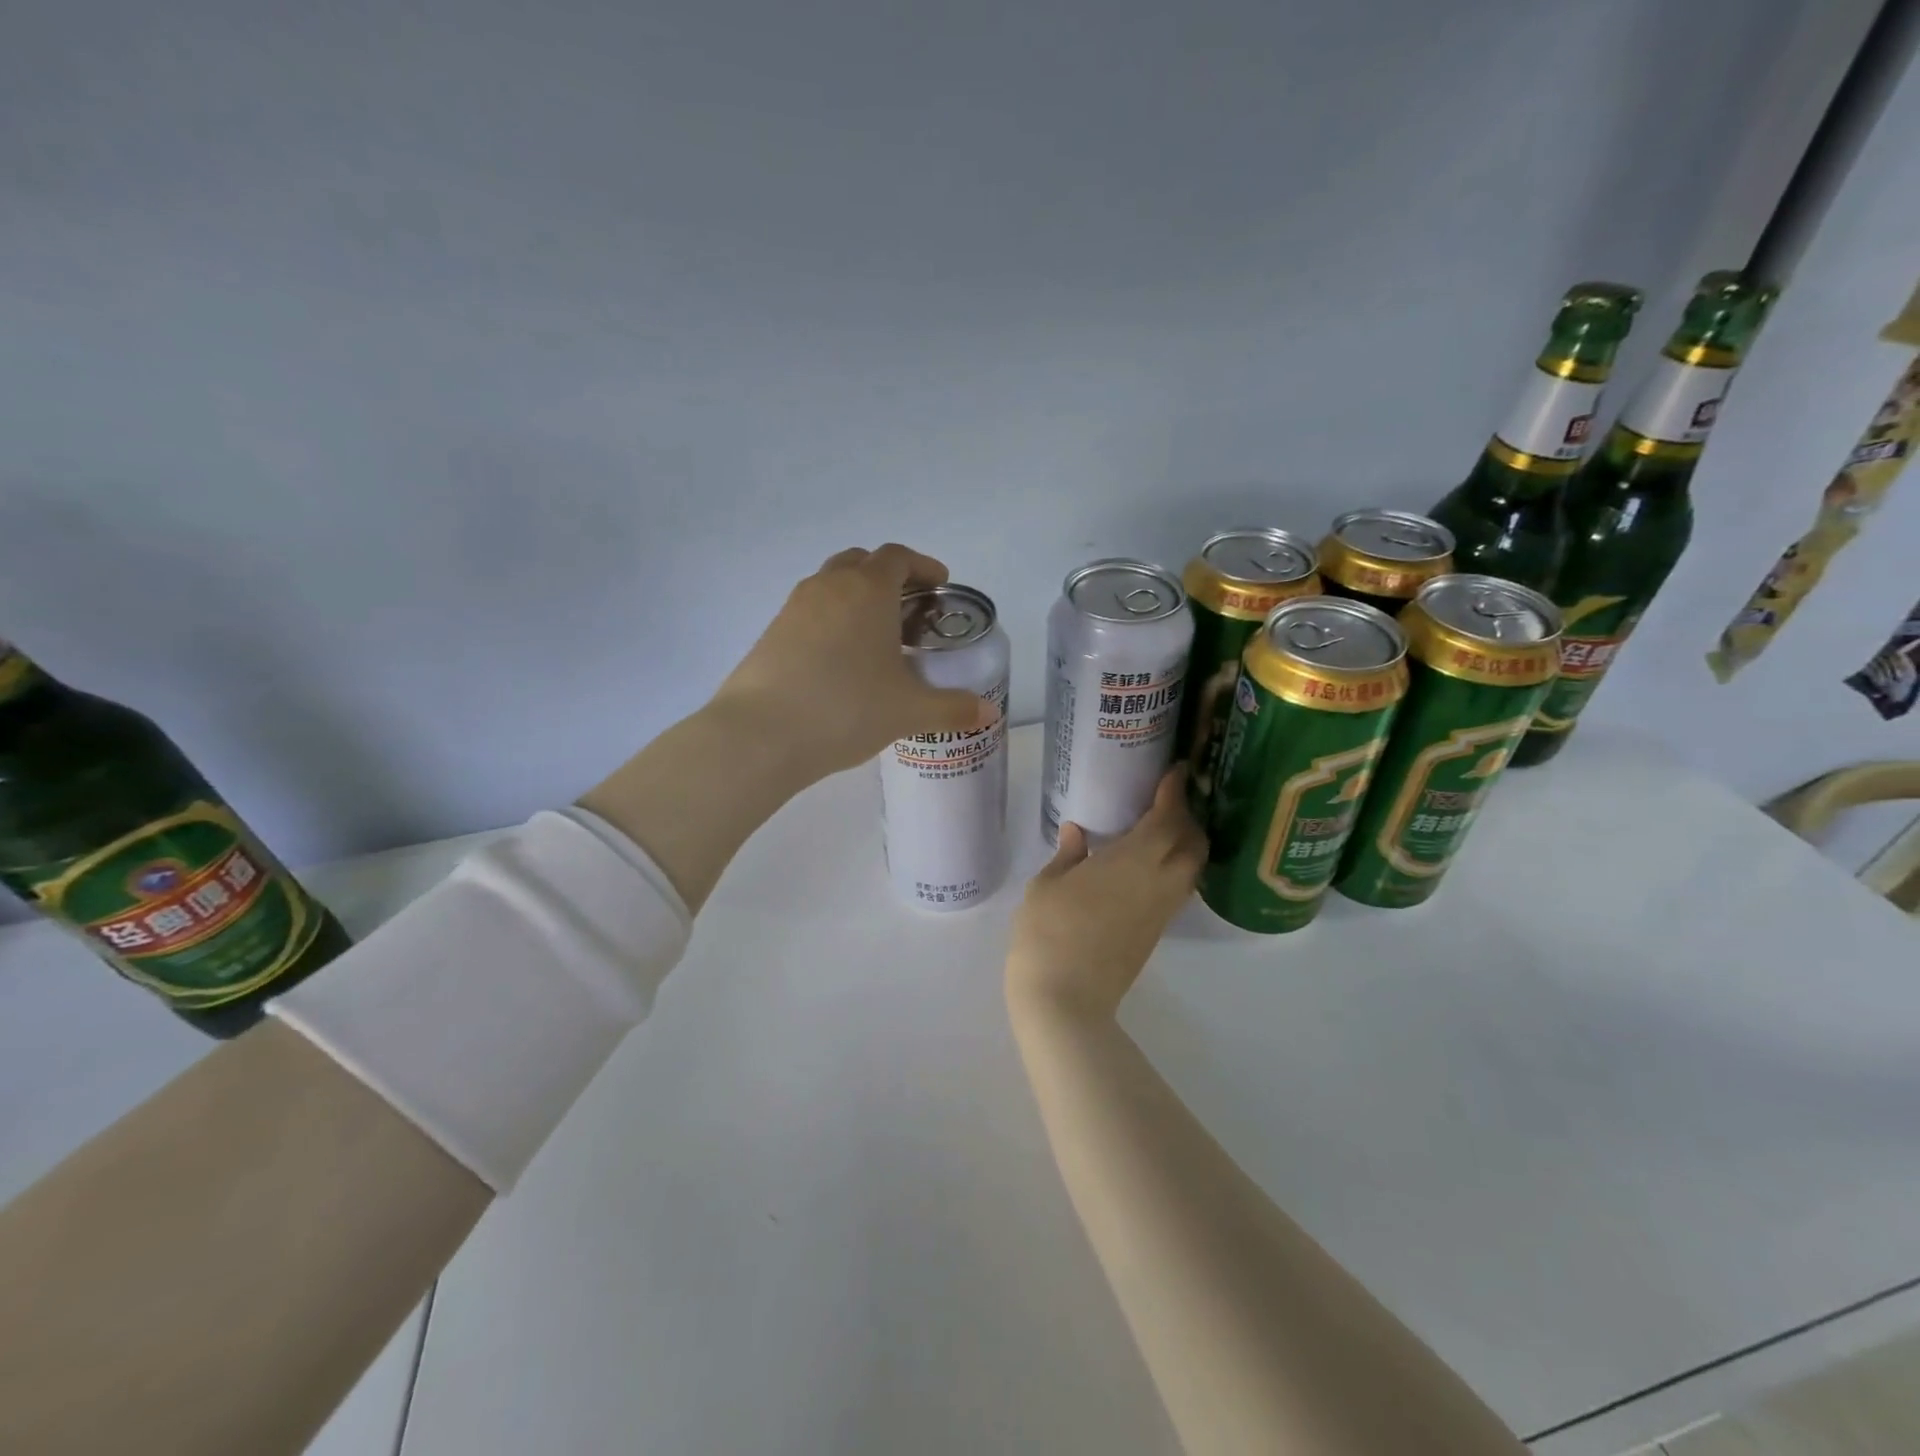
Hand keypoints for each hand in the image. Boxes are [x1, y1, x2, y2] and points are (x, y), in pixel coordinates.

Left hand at [711, 544, 999, 780]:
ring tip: (875, 636)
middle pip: (862, 562)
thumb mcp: (908, 711)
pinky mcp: (771, 632)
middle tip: (909, 609)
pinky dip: (831, 620)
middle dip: (889, 577)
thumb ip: (951, 708)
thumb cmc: (846, 709)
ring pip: (832, 584)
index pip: (898, 557)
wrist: (761, 734)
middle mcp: (829, 586)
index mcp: (867, 590)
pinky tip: (840, 661)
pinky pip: (810, 611)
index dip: (923, 566)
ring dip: (857, 597)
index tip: (940, 586)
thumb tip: (987, 713)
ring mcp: (794, 607)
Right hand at [1006, 769, 1207, 1025]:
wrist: (1066, 998)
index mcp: (1133, 861)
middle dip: (1188, 818)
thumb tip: (1078, 832)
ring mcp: (1161, 911)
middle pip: (1193, 844)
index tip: (1175, 772)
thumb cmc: (1048, 932)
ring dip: (1186, 845)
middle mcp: (1158, 883)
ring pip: (1191, 870)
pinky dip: (1175, 869)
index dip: (1174, 793)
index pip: (1168, 818)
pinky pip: (1178, 890)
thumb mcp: (1046, 885)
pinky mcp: (1156, 933)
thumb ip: (1068, 854)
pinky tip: (1148, 866)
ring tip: (1162, 831)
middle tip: (1166, 802)